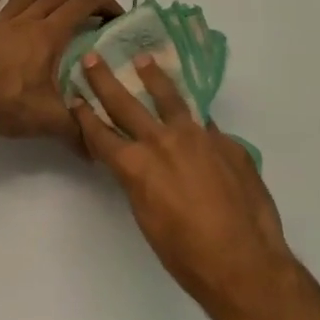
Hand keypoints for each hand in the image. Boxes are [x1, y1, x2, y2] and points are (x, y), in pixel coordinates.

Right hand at [71, 53, 295, 319]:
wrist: (243, 261)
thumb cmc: (185, 255)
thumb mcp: (147, 218)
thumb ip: (142, 183)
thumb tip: (144, 165)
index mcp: (136, 166)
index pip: (102, 135)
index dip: (85, 116)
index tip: (75, 97)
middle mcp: (162, 142)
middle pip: (127, 105)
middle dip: (105, 81)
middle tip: (93, 58)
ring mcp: (198, 138)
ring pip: (171, 99)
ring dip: (154, 77)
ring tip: (144, 60)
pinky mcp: (227, 143)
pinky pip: (205, 124)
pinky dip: (193, 118)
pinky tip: (193, 116)